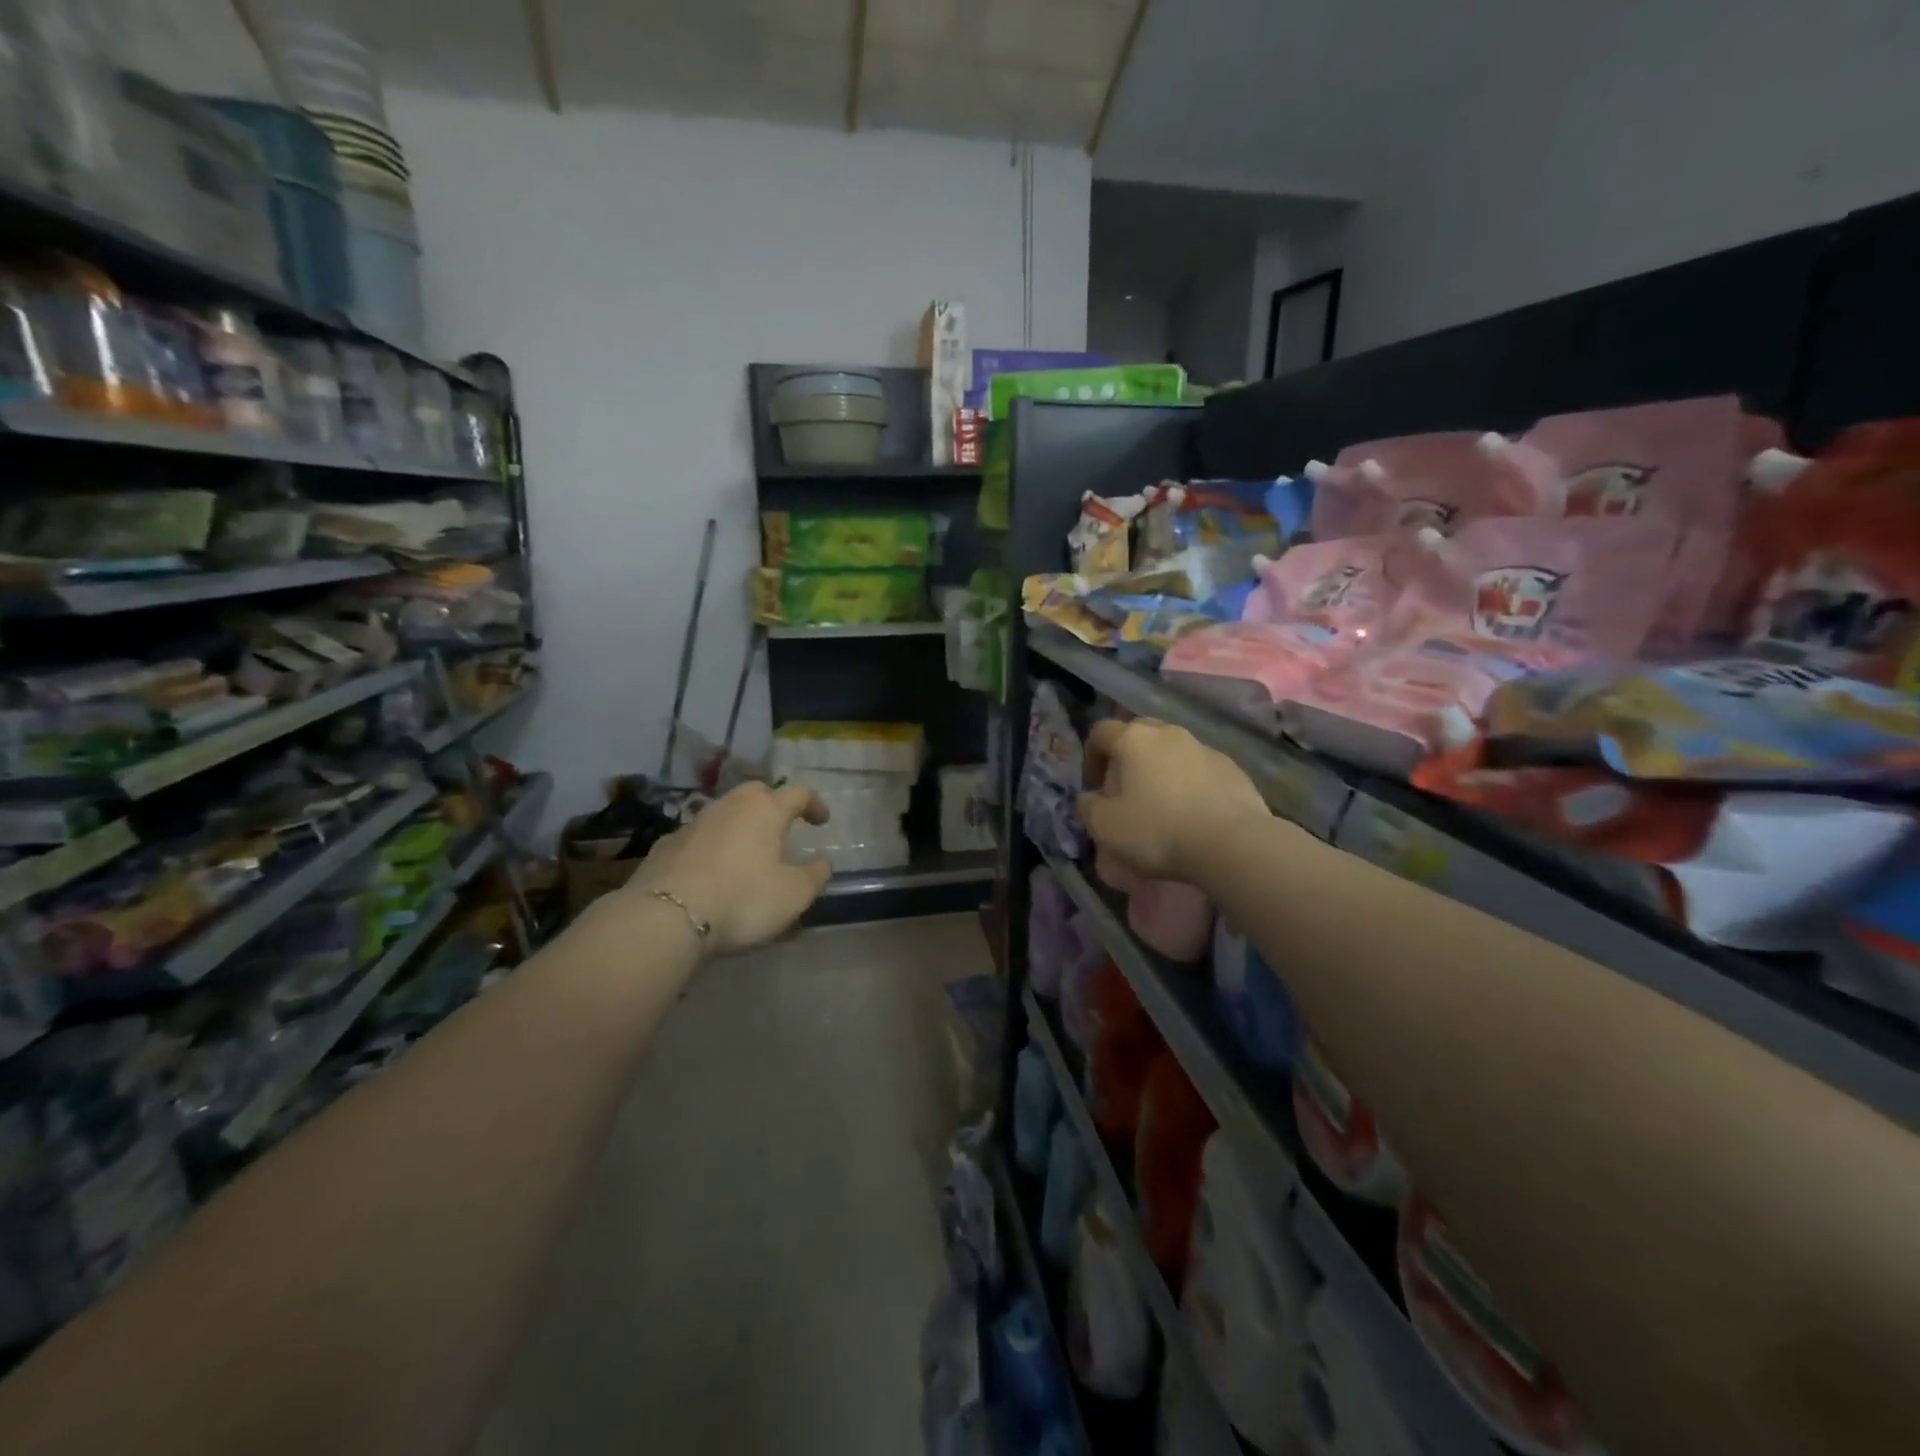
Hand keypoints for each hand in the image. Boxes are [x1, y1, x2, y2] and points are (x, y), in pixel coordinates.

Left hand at [624, 782, 832, 954]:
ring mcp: (693, 823)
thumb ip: (814, 877)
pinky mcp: (665, 845)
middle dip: (772, 805)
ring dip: (740, 826)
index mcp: (765, 810)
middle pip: (757, 793)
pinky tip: (711, 871)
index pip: (798, 794)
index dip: (814, 805)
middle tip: (781, 829)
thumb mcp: (793, 895)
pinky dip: (711, 846)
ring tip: (747, 853)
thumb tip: (822, 864)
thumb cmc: (742, 899)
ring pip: (724, 813)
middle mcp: (729, 806)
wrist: (665, 916)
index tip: (822, 822)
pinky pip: (698, 837)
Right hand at [1078, 718, 1268, 882]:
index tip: (1094, 786)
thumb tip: (1090, 798)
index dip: (1091, 756)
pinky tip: (1192, 812)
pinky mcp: (1232, 768)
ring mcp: (1204, 748)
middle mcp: (1169, 733)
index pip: (1101, 732)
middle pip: (1139, 732)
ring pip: (1172, 749)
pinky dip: (1190, 782)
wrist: (1232, 844)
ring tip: (1161, 803)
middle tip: (1126, 788)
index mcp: (1133, 739)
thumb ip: (1088, 807)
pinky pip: (1200, 768)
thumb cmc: (1158, 831)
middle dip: (1127, 755)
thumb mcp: (1105, 827)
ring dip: (1160, 768)